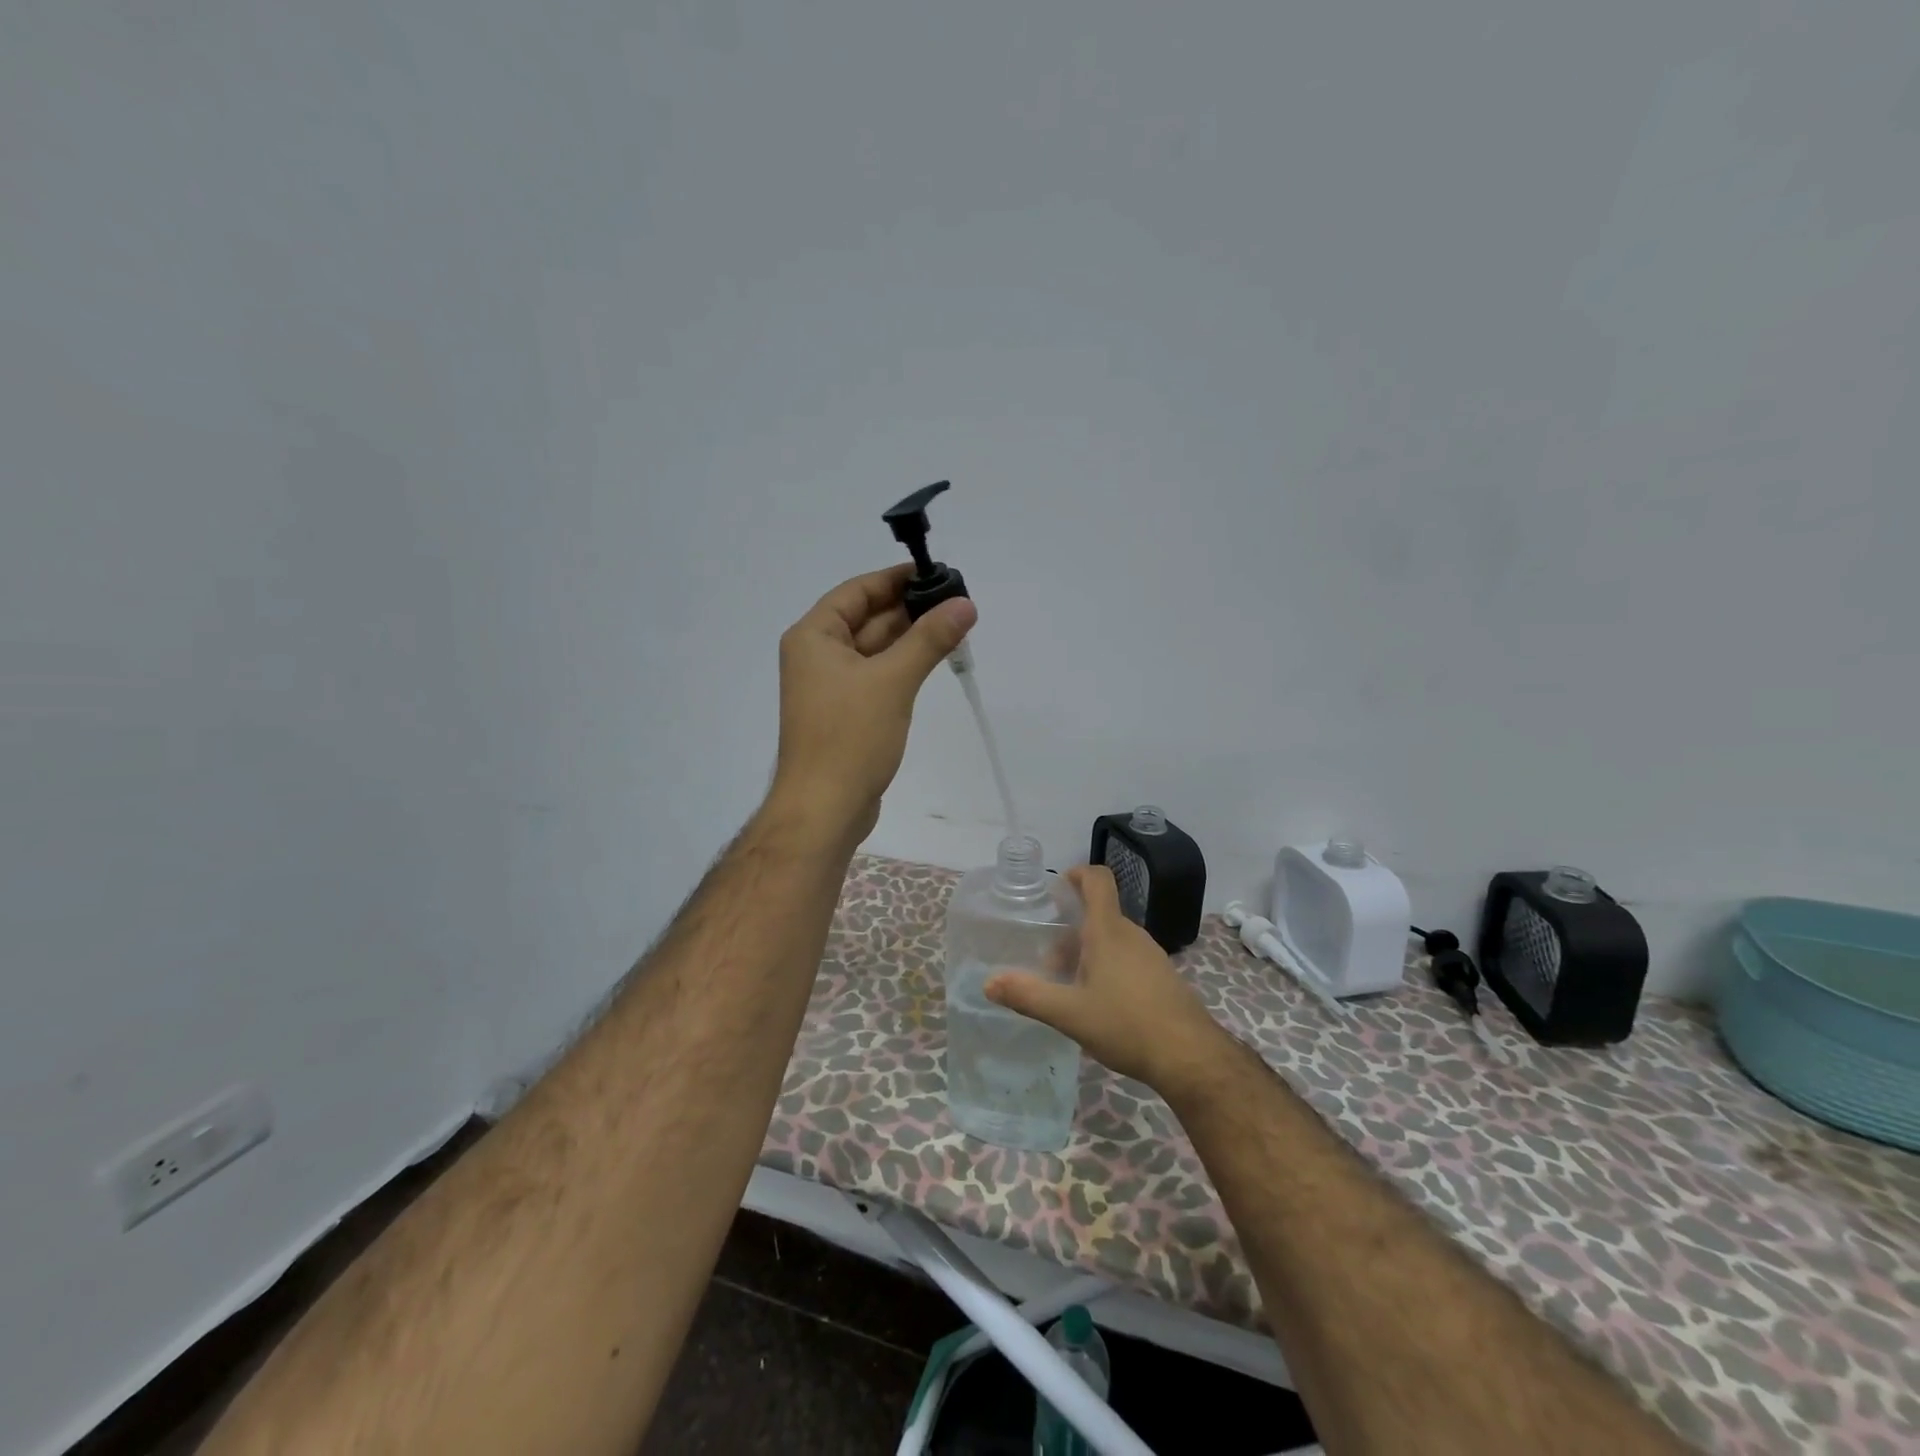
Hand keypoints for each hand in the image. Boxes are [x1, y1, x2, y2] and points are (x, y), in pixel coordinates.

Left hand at [767, 564, 975, 842]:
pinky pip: (877, 677)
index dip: (896, 579)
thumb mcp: (892, 681)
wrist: (824, 808)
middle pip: (867, 619)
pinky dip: (903, 667)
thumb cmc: (850, 737)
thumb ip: (929, 639)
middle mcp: (817, 656)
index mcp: (814, 637)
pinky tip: (933, 661)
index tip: (936, 573)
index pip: (857, 591)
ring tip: (955, 627)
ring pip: (875, 650)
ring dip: (910, 639)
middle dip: (909, 610)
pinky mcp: (845, 713)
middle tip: (957, 602)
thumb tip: (965, 603)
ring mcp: (830, 687)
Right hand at [985, 864, 1226, 1091]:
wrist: (1191, 1057)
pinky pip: (1128, 959)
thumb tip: (989, 983)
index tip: (1057, 887)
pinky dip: (1108, 968)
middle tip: (1049, 962)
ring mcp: (1152, 956)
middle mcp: (1132, 935)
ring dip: (1088, 952)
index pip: (1098, 880)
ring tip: (1069, 987)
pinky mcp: (1163, 977)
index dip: (1077, 873)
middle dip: (1070, 931)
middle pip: (1098, 915)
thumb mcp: (1069, 1014)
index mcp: (1108, 932)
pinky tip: (1099, 1005)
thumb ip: (1028, 995)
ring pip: (1113, 940)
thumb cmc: (1127, 1025)